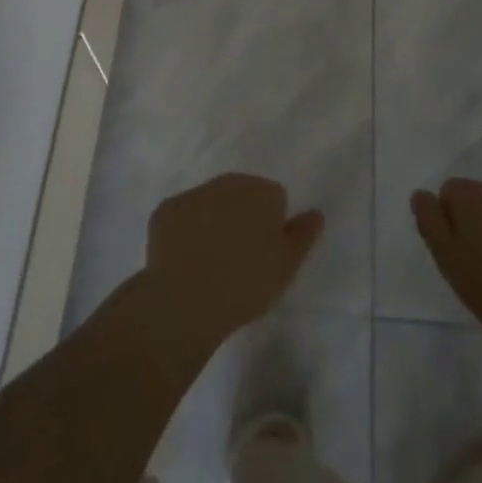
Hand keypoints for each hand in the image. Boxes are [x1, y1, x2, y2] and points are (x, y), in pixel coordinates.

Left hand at [141, 173, 322, 361]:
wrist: (185, 300)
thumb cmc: (245, 284)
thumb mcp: (286, 266)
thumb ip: (304, 234)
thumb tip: (316, 212)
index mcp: (262, 191)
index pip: (274, 199)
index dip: (271, 226)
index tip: (263, 254)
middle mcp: (228, 182)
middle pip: (241, 193)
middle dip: (242, 216)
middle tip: (238, 258)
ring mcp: (193, 193)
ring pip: (210, 202)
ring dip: (213, 221)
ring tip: (210, 262)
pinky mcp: (165, 210)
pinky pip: (182, 216)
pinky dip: (184, 232)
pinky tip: (184, 260)